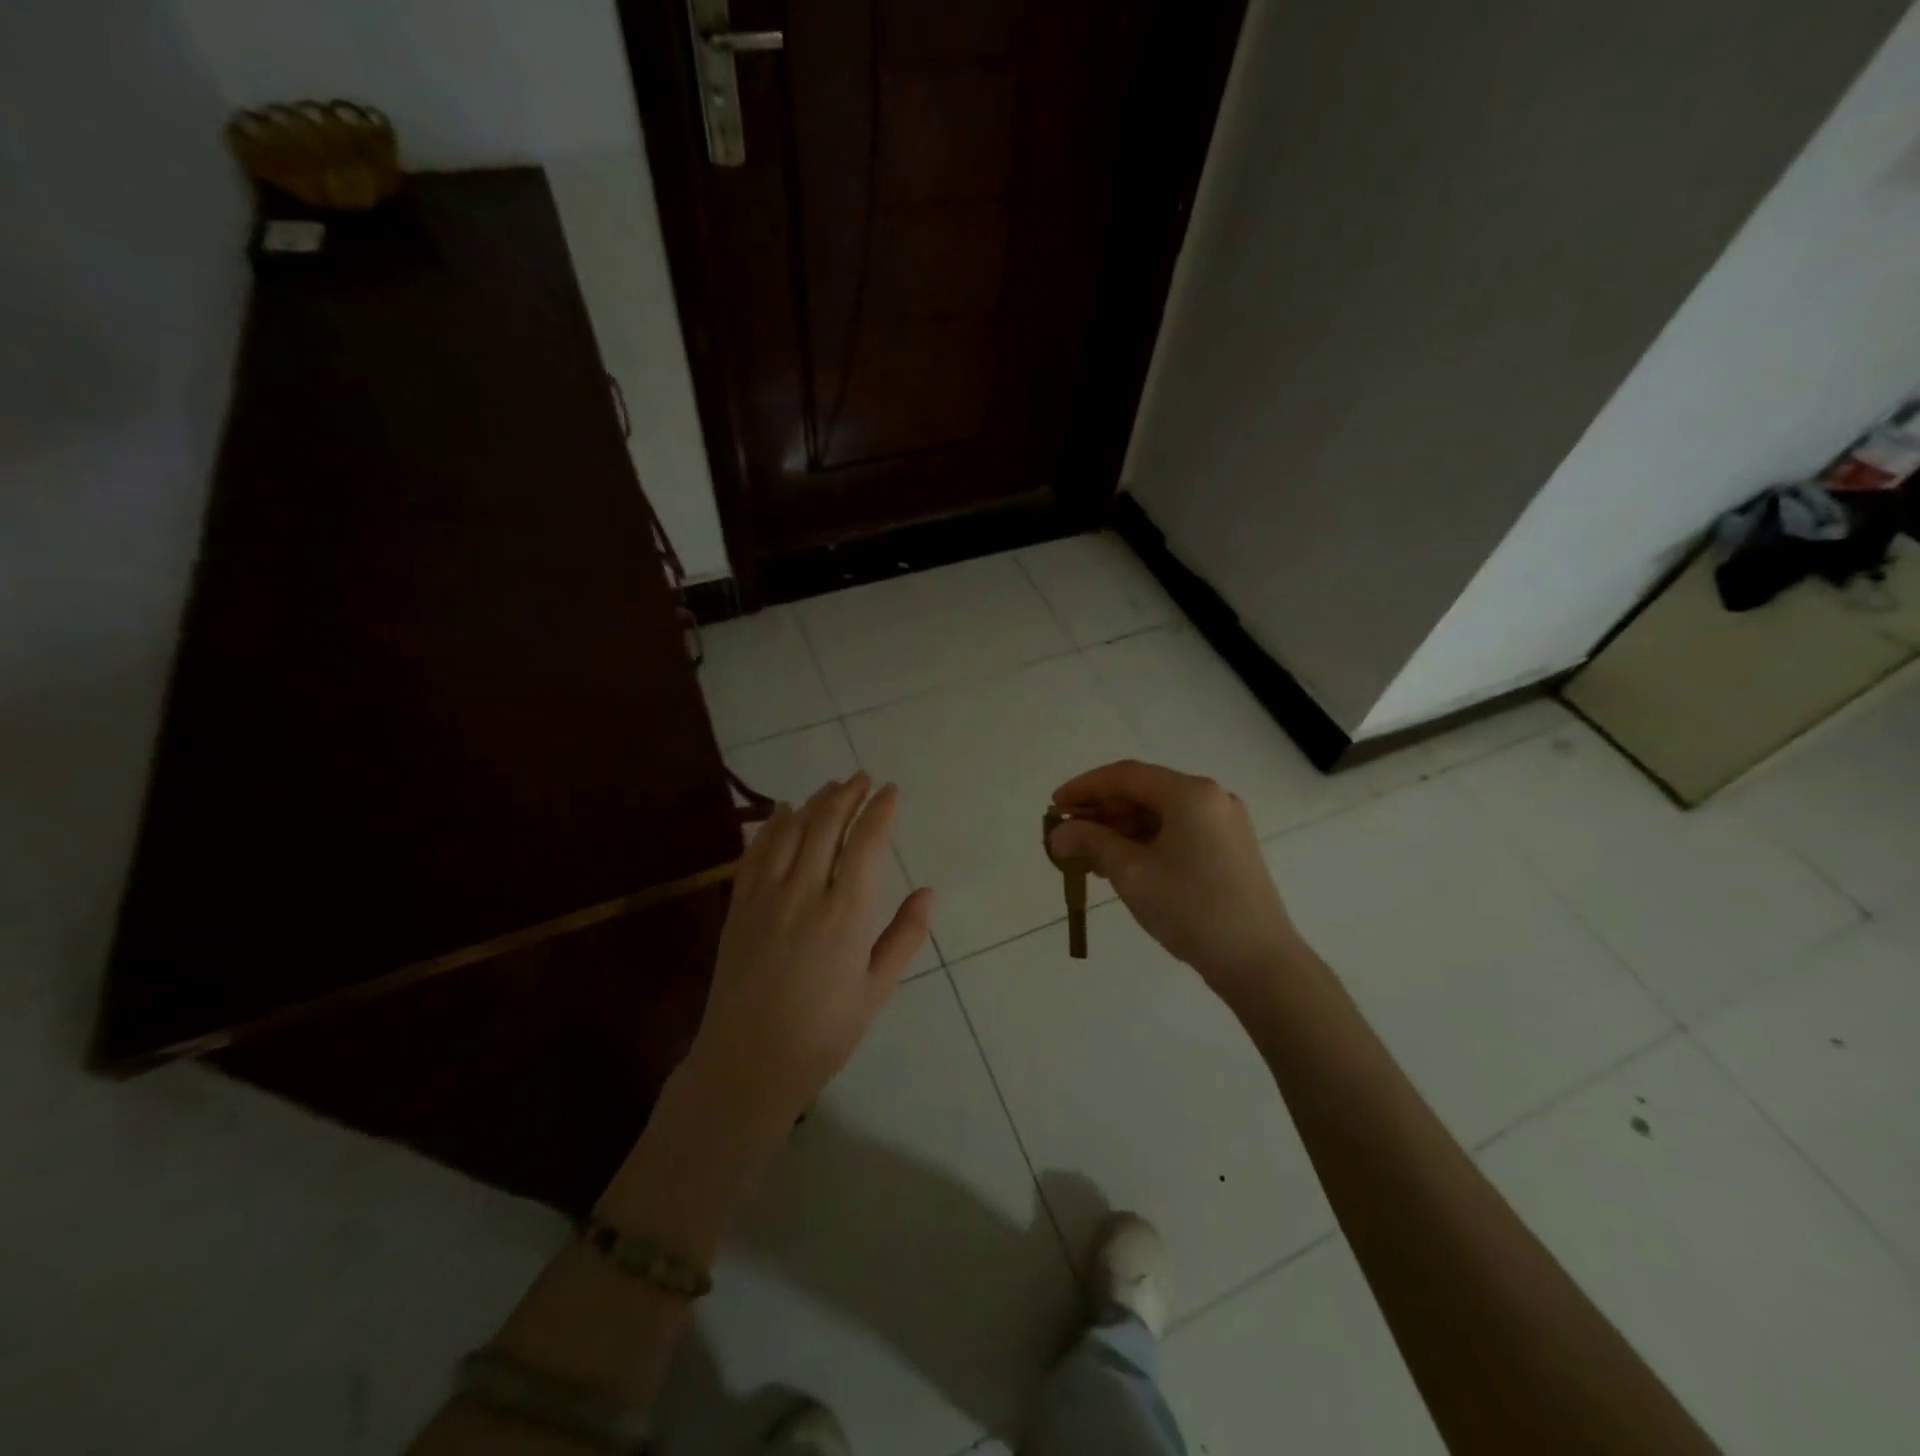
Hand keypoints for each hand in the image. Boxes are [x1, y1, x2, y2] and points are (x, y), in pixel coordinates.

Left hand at [685, 773, 932, 1136]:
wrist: (748, 1064)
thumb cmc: (824, 1033)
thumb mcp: (876, 990)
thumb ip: (904, 936)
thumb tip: (928, 891)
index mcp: (845, 914)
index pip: (866, 844)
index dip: (880, 811)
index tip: (891, 790)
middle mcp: (804, 894)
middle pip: (827, 826)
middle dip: (847, 795)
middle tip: (862, 778)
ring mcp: (765, 897)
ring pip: (791, 832)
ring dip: (813, 802)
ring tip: (831, 786)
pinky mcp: (738, 907)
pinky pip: (756, 853)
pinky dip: (772, 826)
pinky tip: (781, 811)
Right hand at [1049, 760, 1299, 1011]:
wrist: (1259, 963)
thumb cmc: (1192, 909)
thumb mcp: (1132, 873)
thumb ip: (1090, 843)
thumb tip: (1058, 833)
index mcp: (1190, 793)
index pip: (1126, 776)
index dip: (1085, 787)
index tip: (1054, 805)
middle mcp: (1210, 799)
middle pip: (1144, 792)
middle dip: (1101, 810)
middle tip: (1065, 832)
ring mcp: (1223, 825)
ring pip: (1159, 815)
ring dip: (1120, 829)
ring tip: (1085, 853)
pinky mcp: (1228, 851)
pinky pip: (1176, 833)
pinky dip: (1144, 843)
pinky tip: (1118, 864)